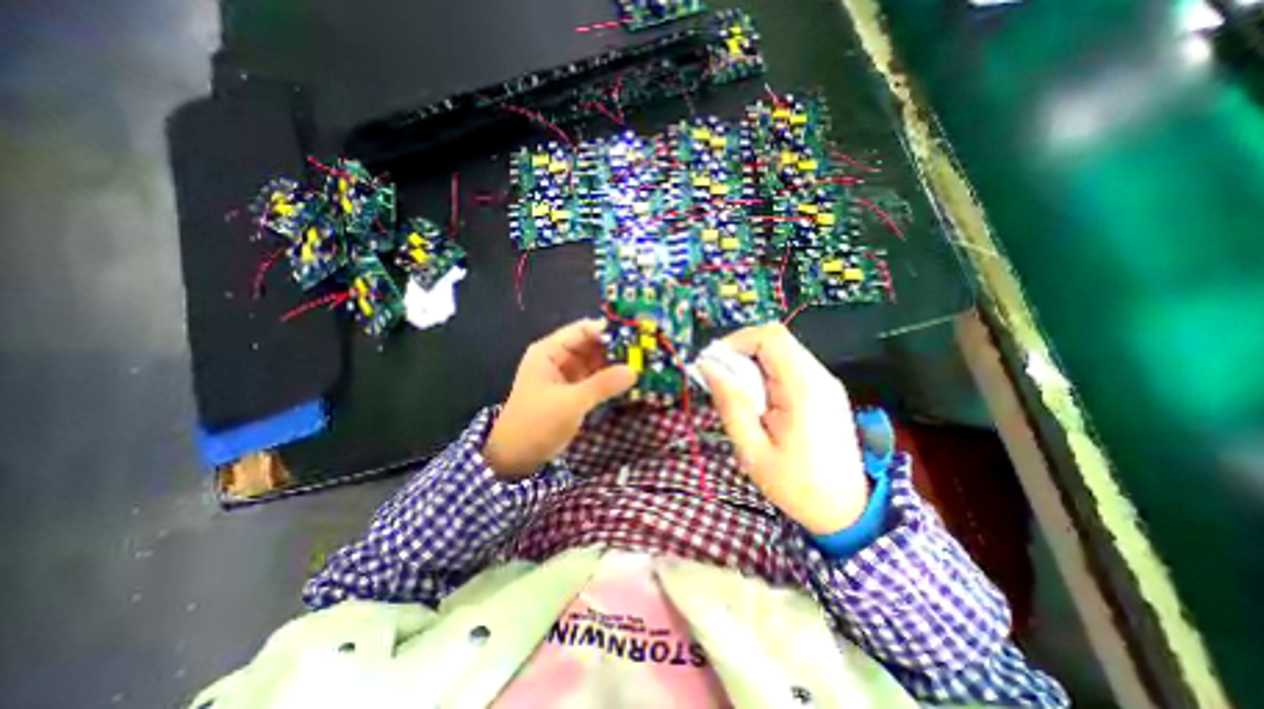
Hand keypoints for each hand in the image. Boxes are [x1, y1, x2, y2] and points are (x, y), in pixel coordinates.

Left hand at [484, 322, 637, 480]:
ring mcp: (568, 376)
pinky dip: (612, 380)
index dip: (608, 331)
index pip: (583, 331)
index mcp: (550, 351)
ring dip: (617, 364)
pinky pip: (597, 379)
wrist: (516, 458)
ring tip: (645, 365)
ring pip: (597, 363)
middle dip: (617, 349)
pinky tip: (631, 381)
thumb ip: (603, 385)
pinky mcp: (575, 392)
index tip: (636, 337)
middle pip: (592, 345)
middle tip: (646, 353)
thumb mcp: (570, 402)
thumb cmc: (536, 424)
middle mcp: (560, 358)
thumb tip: (634, 371)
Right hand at [702, 323, 870, 534]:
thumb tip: (708, 366)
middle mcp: (819, 376)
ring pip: (780, 352)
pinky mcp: (823, 391)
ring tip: (737, 395)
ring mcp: (824, 382)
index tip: (713, 364)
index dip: (736, 341)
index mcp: (804, 388)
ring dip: (751, 365)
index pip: (770, 337)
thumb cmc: (796, 485)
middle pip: (775, 340)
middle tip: (719, 381)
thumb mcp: (752, 450)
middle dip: (740, 353)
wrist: (847, 511)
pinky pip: (788, 367)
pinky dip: (764, 374)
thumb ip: (730, 403)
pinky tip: (757, 402)